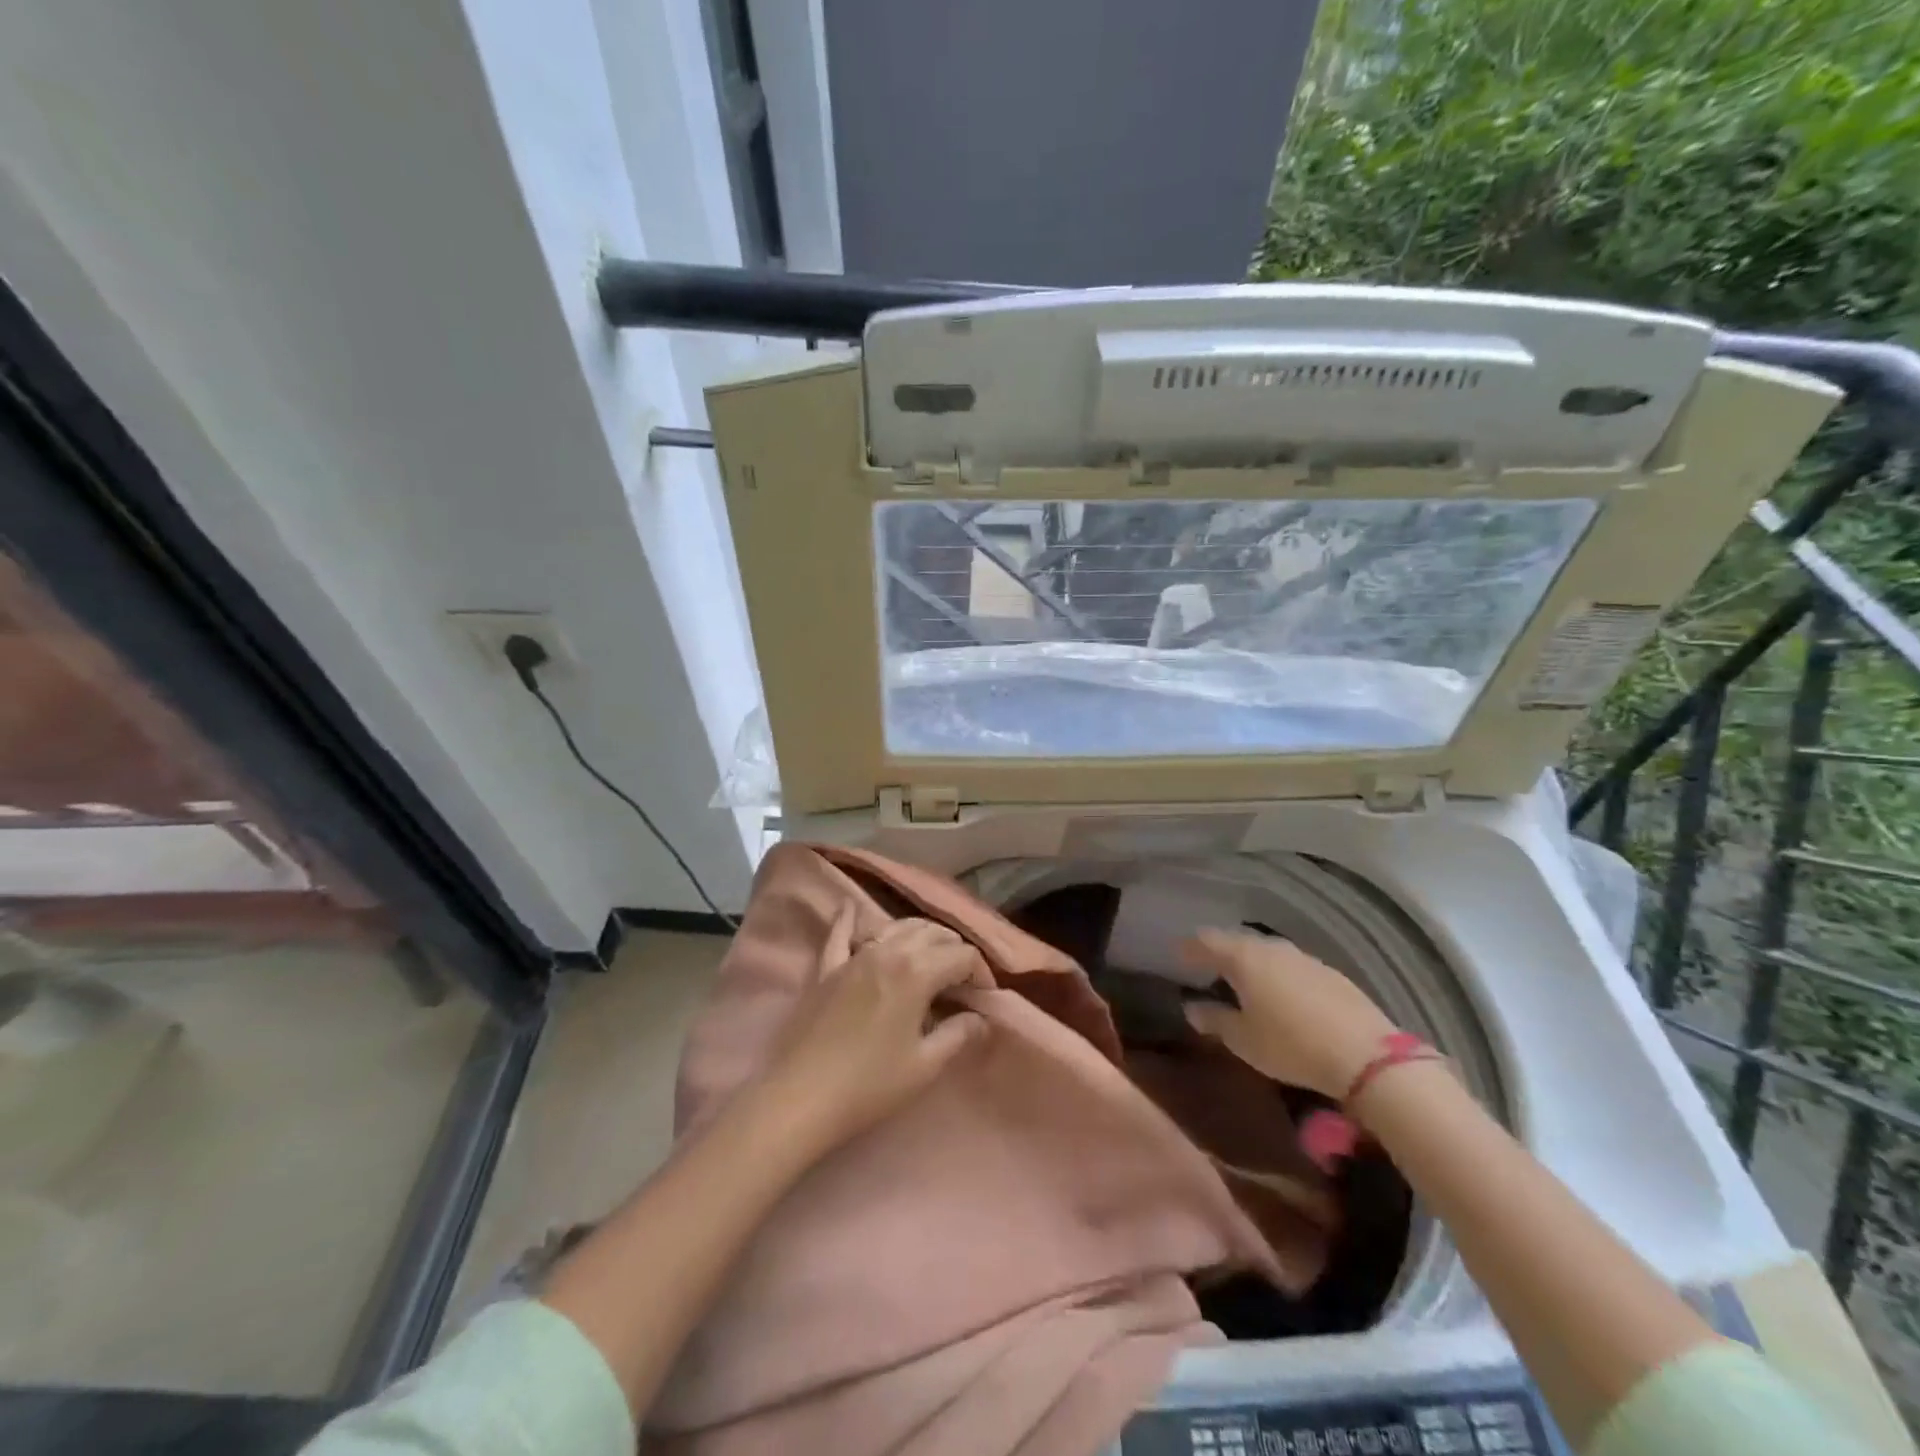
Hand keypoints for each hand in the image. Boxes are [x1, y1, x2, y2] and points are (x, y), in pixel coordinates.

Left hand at [753, 907, 991, 1154]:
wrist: (800, 1096)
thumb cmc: (869, 1085)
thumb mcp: (924, 1066)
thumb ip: (958, 1035)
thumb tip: (980, 1019)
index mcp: (917, 972)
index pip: (962, 956)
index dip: (981, 973)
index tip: (983, 997)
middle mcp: (888, 951)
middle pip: (932, 934)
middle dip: (953, 950)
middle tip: (961, 979)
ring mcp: (854, 956)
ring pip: (894, 926)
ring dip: (918, 934)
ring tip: (929, 954)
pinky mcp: (825, 968)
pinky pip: (840, 933)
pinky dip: (850, 919)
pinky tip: (852, 907)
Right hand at [1179, 929, 1398, 1097]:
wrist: (1367, 1056)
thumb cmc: (1291, 1045)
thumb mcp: (1243, 1040)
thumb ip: (1213, 1020)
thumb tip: (1192, 1006)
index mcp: (1243, 958)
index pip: (1206, 940)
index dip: (1189, 947)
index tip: (1177, 955)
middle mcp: (1271, 948)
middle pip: (1237, 942)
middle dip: (1220, 953)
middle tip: (1207, 968)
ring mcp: (1304, 957)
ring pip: (1267, 952)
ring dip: (1251, 963)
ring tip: (1243, 982)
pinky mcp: (1331, 973)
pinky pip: (1291, 966)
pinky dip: (1278, 975)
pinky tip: (1281, 995)